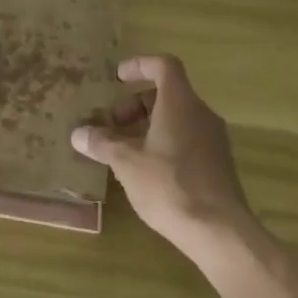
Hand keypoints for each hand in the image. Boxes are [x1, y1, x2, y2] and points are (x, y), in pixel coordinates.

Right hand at [71, 55, 253, 251]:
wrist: (219, 231)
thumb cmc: (169, 185)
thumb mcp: (126, 163)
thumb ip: (102, 143)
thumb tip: (78, 134)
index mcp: (180, 103)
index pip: (163, 65)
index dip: (139, 65)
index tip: (117, 78)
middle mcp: (201, 114)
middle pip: (167, 93)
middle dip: (135, 104)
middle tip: (111, 126)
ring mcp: (213, 139)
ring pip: (176, 118)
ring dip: (147, 125)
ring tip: (123, 150)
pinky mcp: (217, 163)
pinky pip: (186, 138)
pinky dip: (163, 142)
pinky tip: (145, 170)